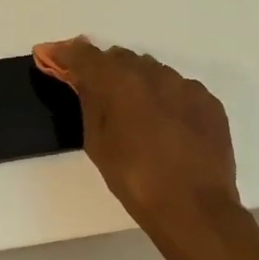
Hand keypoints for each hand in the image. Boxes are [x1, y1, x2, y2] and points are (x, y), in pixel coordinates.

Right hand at [37, 38, 237, 229]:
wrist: (194, 207)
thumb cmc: (135, 179)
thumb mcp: (98, 143)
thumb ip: (89, 102)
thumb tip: (81, 79)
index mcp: (121, 81)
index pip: (85, 54)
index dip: (65, 53)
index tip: (48, 55)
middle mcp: (155, 73)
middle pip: (121, 59)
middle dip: (103, 70)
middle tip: (93, 91)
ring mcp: (186, 86)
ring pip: (153, 72)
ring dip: (137, 84)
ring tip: (133, 115)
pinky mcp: (209, 102)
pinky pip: (179, 90)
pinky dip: (165, 99)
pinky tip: (164, 126)